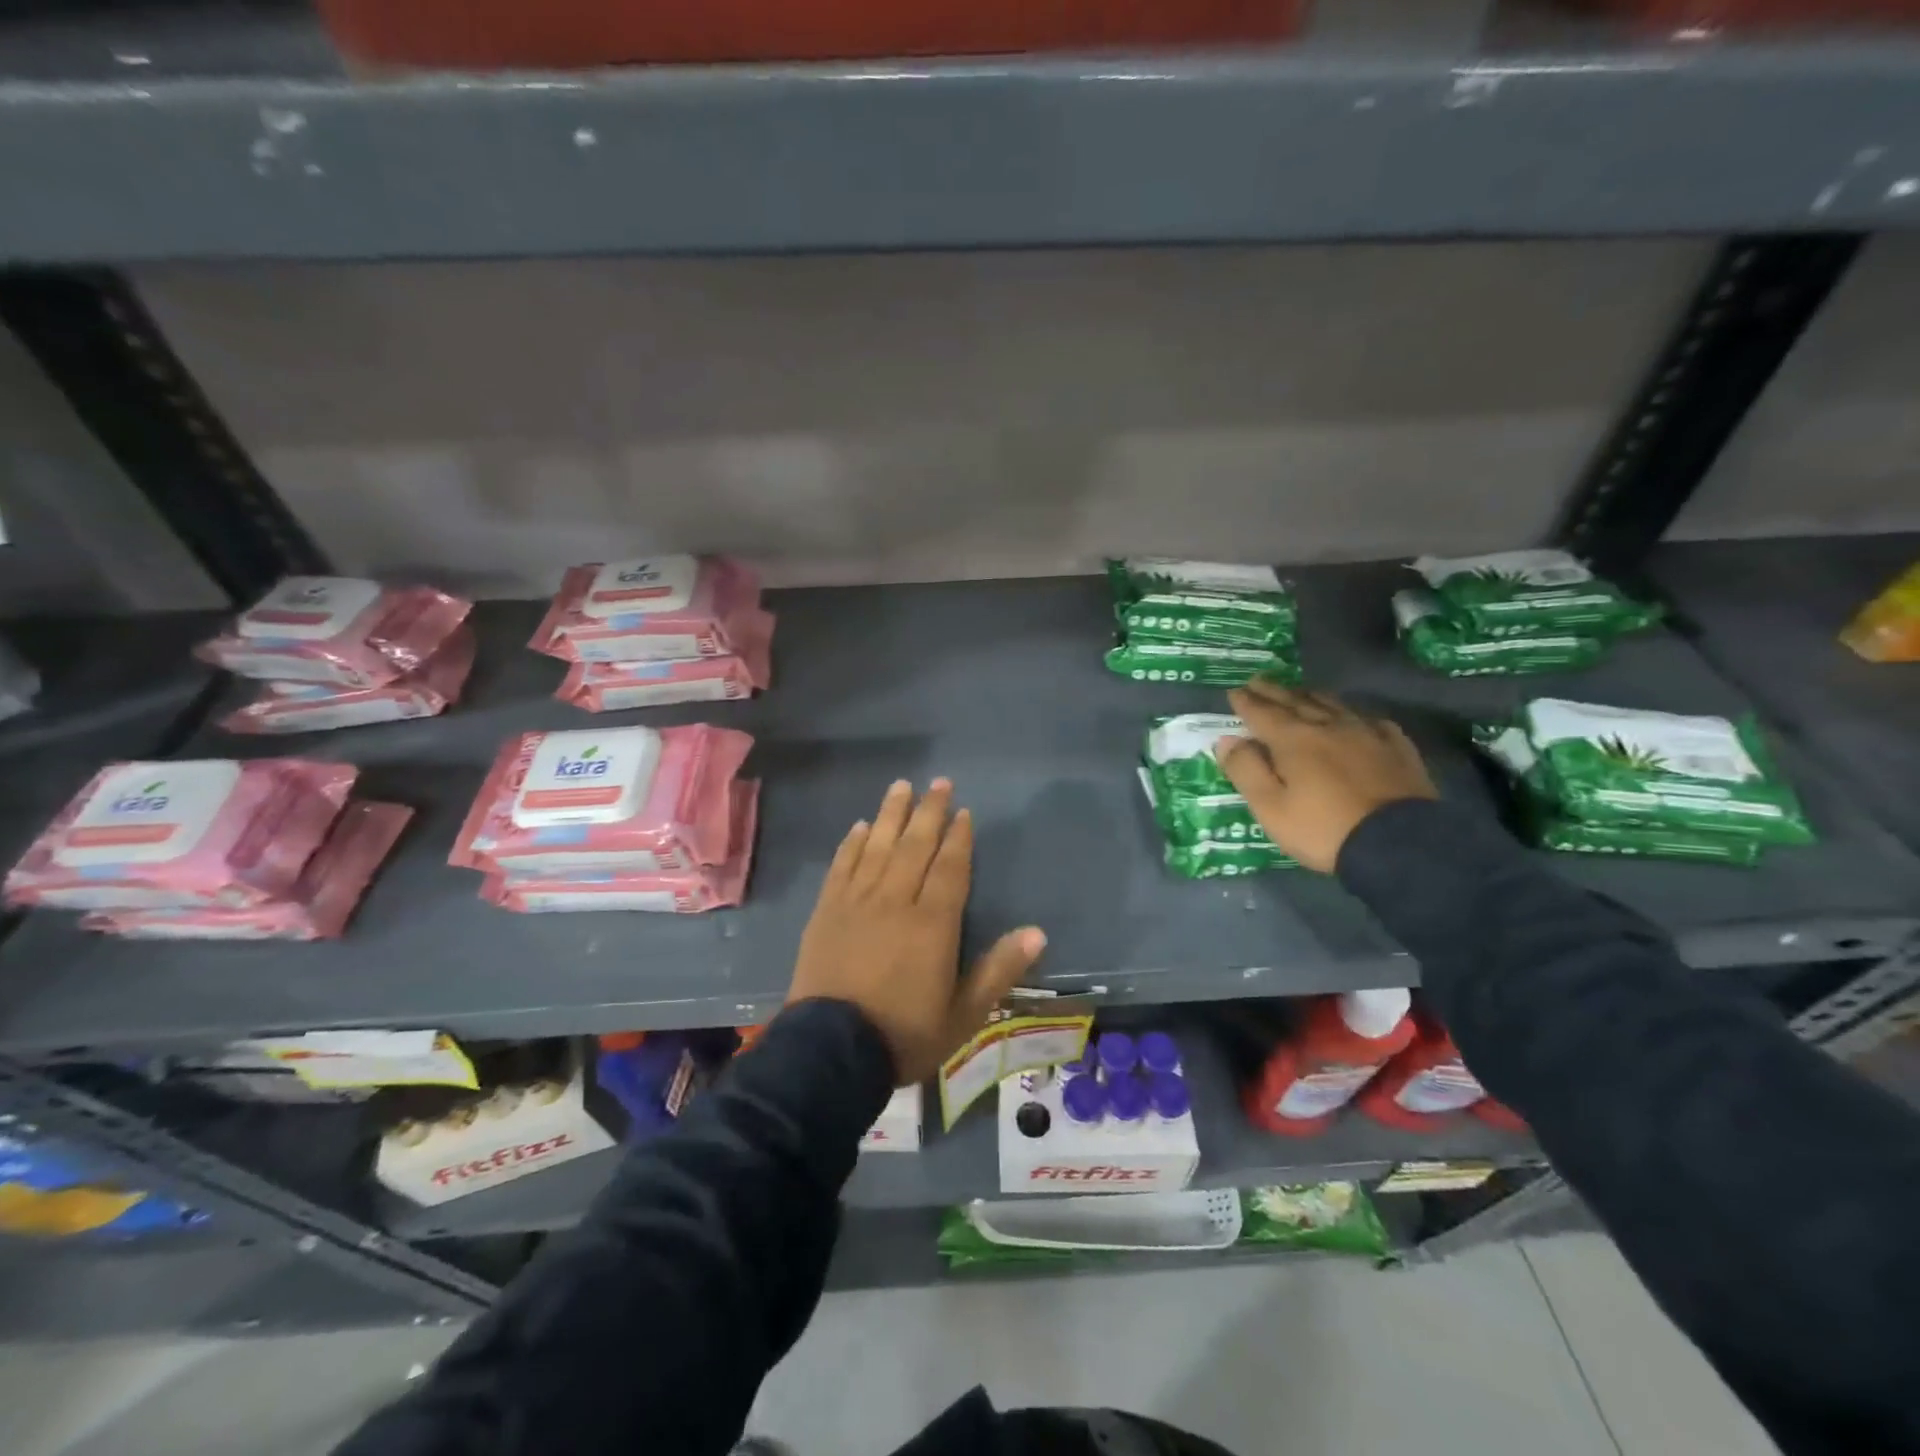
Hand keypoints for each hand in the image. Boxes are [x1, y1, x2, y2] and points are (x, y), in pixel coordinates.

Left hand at [789, 779, 1047, 1084]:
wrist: (830, 1053)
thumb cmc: (904, 1035)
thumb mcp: (964, 1014)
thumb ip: (999, 970)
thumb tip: (1038, 932)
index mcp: (932, 924)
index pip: (950, 868)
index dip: (958, 838)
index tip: (963, 812)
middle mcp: (895, 901)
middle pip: (915, 846)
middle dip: (929, 812)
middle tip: (938, 783)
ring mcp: (856, 902)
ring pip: (878, 846)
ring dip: (892, 814)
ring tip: (902, 786)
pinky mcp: (827, 911)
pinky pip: (842, 866)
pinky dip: (853, 843)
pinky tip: (861, 826)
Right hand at [1216, 682, 1437, 872]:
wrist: (1398, 843)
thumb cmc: (1323, 829)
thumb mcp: (1270, 808)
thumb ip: (1246, 770)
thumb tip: (1226, 740)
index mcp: (1294, 740)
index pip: (1263, 713)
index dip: (1246, 702)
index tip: (1234, 691)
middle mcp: (1329, 726)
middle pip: (1296, 701)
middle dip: (1274, 692)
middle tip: (1258, 681)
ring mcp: (1367, 733)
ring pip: (1333, 704)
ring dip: (1310, 695)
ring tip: (1299, 691)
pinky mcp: (1397, 747)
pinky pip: (1371, 720)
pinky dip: (1353, 714)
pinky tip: (1354, 717)